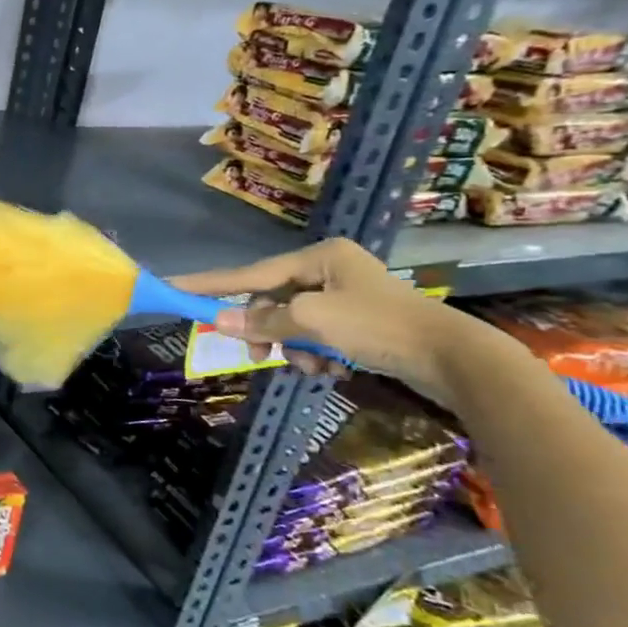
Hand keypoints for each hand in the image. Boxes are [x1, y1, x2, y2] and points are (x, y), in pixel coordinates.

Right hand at [171, 238, 479, 404]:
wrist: (454, 359)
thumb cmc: (379, 328)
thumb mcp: (313, 321)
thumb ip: (263, 321)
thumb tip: (217, 321)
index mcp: (319, 257)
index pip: (250, 273)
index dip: (209, 284)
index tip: (173, 286)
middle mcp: (329, 269)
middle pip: (271, 302)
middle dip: (267, 331)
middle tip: (258, 356)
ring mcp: (345, 296)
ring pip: (292, 323)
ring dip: (294, 348)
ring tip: (313, 367)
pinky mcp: (359, 322)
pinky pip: (315, 336)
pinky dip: (316, 354)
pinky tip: (332, 369)